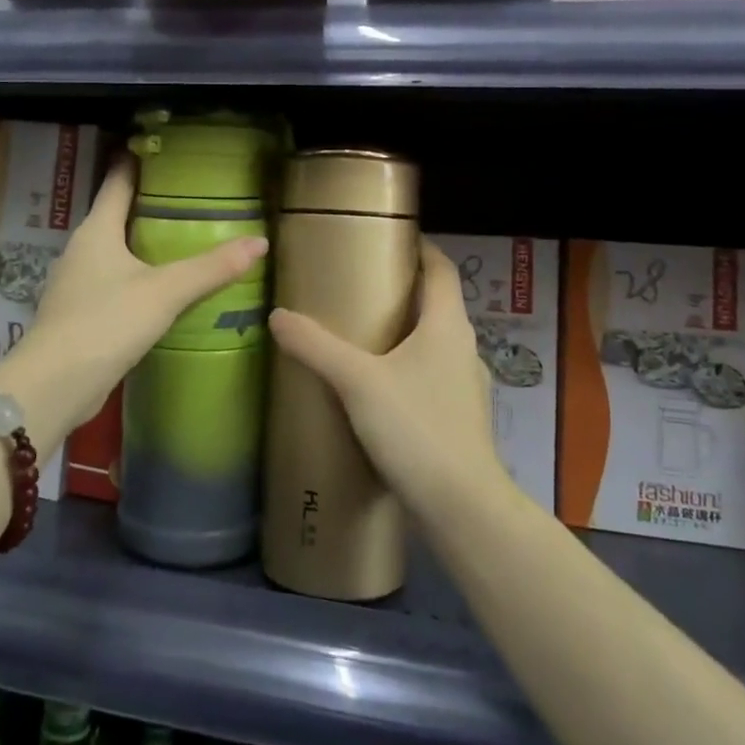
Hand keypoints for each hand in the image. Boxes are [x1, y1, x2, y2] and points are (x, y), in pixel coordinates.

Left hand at [0, 154, 267, 436]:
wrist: (55, 384)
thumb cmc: (106, 322)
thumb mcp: (165, 292)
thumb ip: (211, 268)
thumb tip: (259, 242)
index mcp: (96, 231)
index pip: (117, 182)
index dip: (136, 162)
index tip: (160, 149)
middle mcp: (81, 250)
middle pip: (115, 215)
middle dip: (146, 205)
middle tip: (186, 197)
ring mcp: (75, 284)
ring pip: (113, 251)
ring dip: (140, 244)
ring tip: (179, 240)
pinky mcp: (78, 315)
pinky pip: (111, 283)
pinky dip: (134, 278)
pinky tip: (158, 290)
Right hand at [268, 238, 506, 518]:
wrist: (462, 506)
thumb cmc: (416, 428)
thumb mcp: (357, 382)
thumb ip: (316, 346)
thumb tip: (278, 315)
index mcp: (446, 325)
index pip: (442, 269)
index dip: (422, 248)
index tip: (391, 238)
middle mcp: (463, 348)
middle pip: (437, 304)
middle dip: (403, 291)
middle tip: (360, 286)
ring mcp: (466, 385)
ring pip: (435, 343)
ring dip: (405, 333)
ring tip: (363, 336)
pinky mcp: (460, 418)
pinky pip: (432, 377)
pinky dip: (408, 369)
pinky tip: (378, 389)